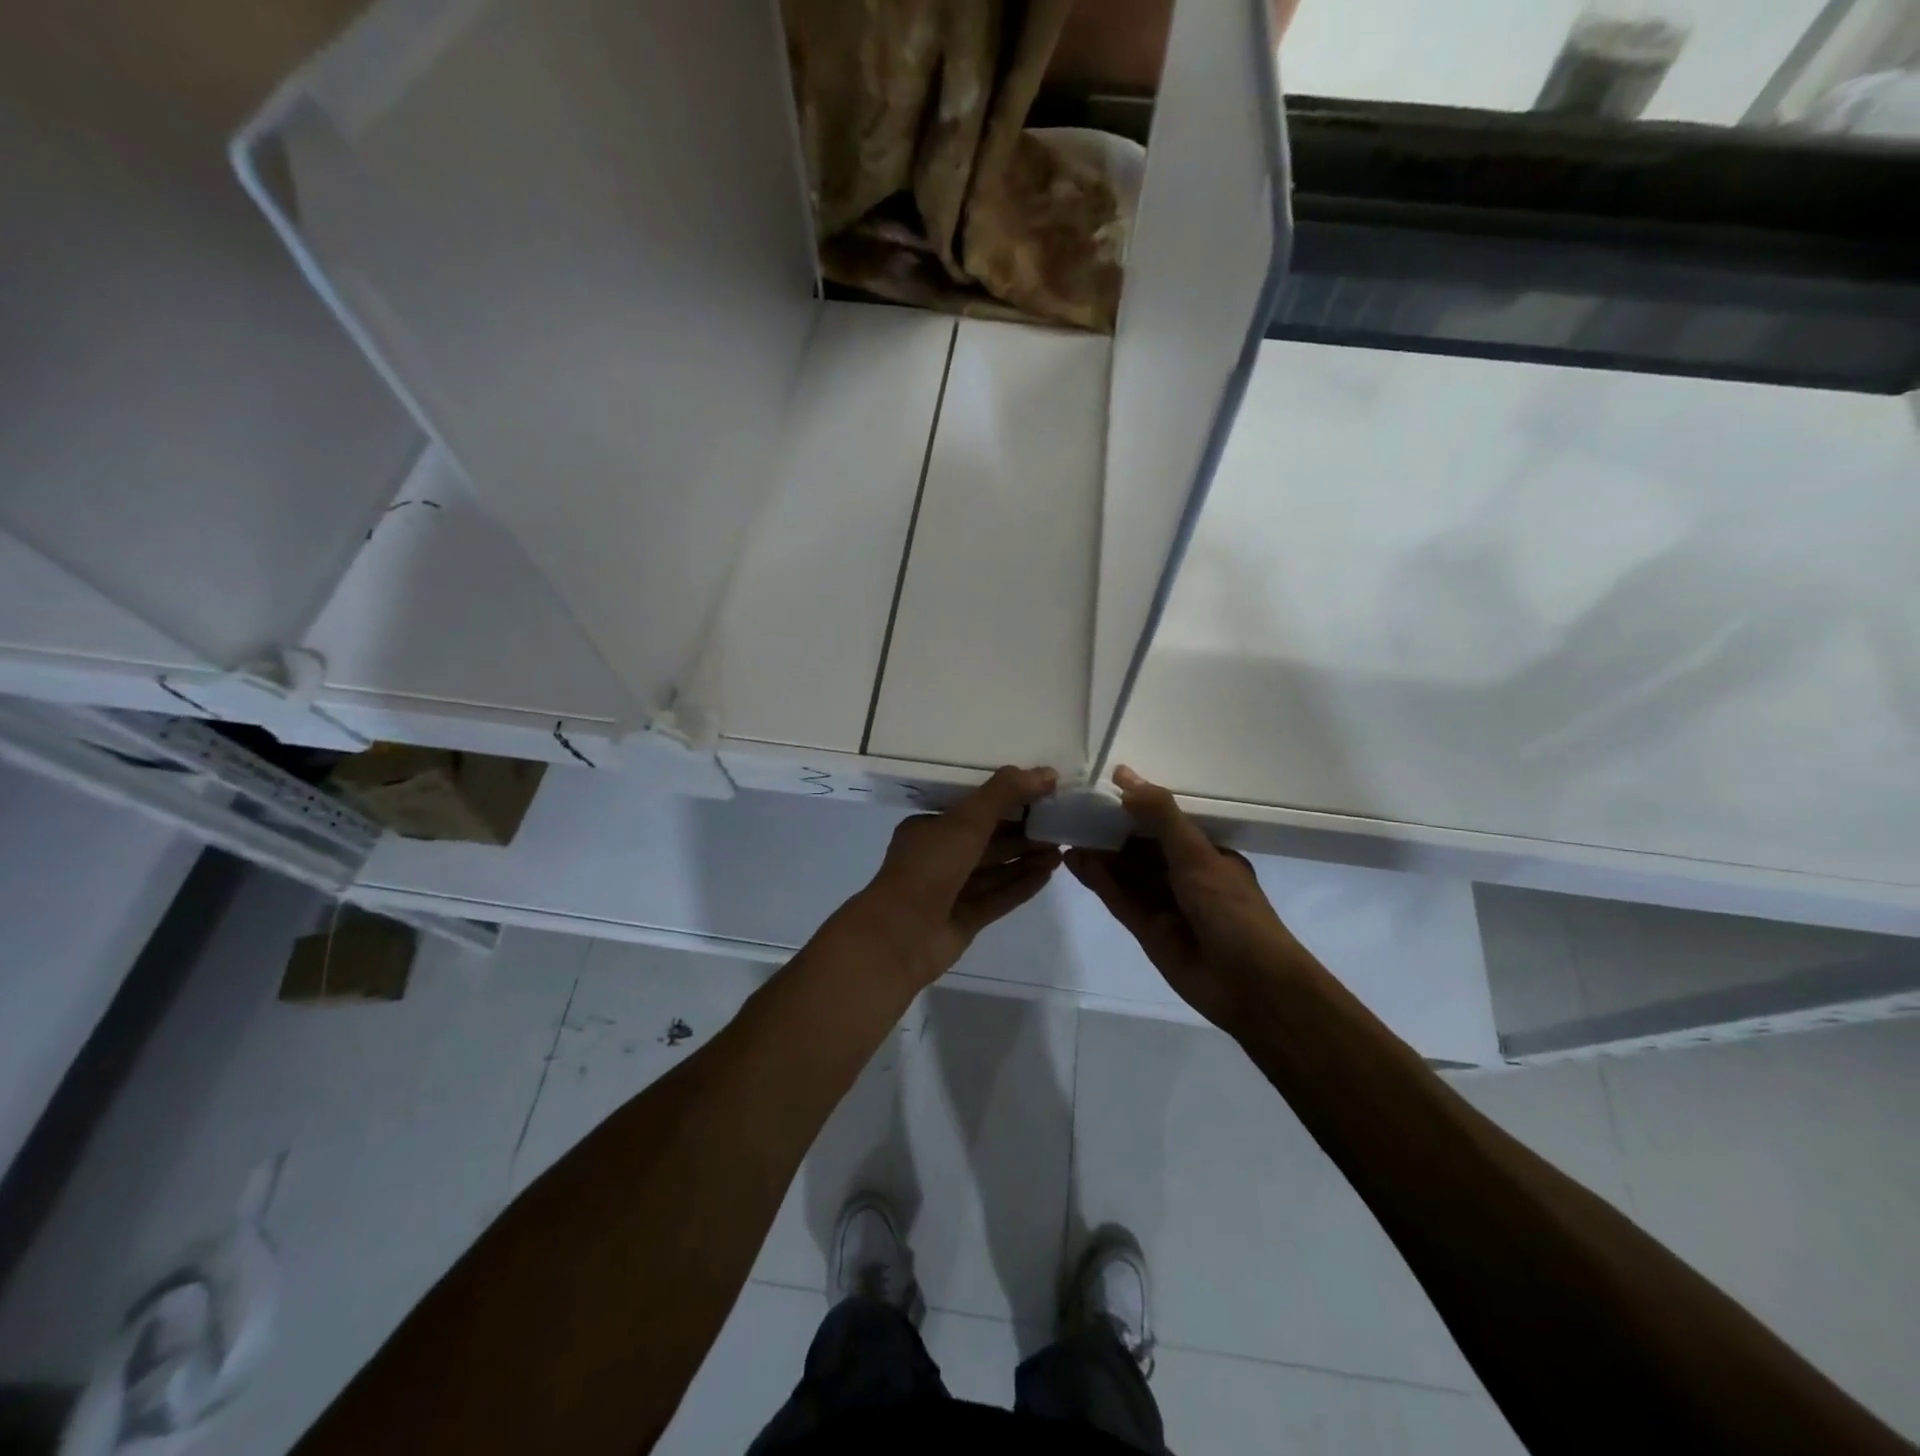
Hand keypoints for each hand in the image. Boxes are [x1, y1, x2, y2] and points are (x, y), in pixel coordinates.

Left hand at [848, 766, 1061, 991]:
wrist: (900, 936)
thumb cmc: (929, 867)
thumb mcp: (967, 820)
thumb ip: (1005, 793)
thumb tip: (1047, 773)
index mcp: (929, 829)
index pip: (973, 811)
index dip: (1007, 802)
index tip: (1040, 797)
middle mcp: (938, 857)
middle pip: (987, 841)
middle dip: (1022, 833)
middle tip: (1058, 824)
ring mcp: (950, 891)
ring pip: (994, 870)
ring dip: (1025, 859)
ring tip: (1060, 849)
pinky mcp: (964, 919)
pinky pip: (998, 896)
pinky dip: (1021, 885)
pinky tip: (1048, 874)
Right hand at [1066, 766, 1305, 1033]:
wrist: (1250, 984)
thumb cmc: (1231, 909)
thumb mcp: (1196, 854)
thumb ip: (1160, 816)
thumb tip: (1123, 776)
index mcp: (1206, 854)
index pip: (1164, 823)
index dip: (1134, 807)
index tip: (1099, 790)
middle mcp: (1185, 876)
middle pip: (1140, 848)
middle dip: (1110, 831)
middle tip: (1072, 812)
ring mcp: (1165, 904)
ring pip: (1126, 873)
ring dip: (1099, 854)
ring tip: (1065, 833)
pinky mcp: (1147, 930)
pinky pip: (1119, 899)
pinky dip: (1098, 881)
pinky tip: (1074, 862)